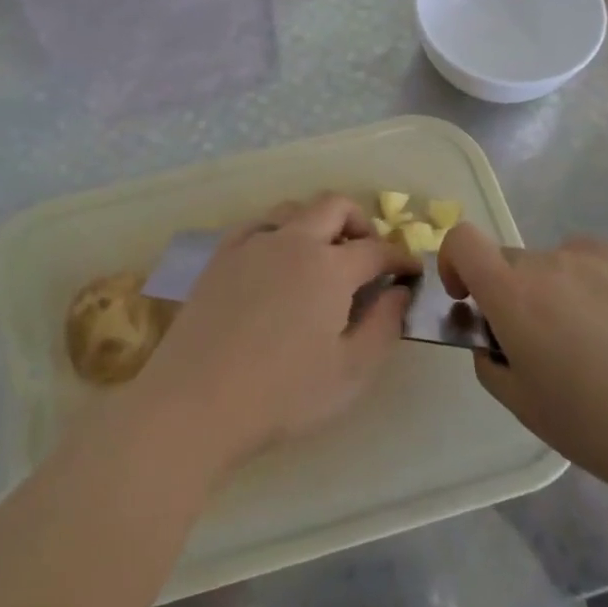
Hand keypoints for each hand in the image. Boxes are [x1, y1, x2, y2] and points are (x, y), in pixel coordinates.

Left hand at [131, 194, 418, 471]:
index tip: (410, 272)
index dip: (400, 257)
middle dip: (361, 224)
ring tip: (323, 255)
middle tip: (368, 255)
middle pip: (335, 206)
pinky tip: (276, 257)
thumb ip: (384, 326)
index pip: (377, 248)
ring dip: (318, 221)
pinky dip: (278, 230)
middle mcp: (293, 241)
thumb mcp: (351, 373)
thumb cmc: (282, 394)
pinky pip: (257, 224)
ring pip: (294, 208)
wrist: (197, 400)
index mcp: (330, 267)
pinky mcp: (221, 255)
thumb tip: (400, 292)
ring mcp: (253, 243)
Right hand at [438, 224, 607, 496]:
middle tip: (542, 342)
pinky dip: (595, 287)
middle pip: (511, 262)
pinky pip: (596, 265)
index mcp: (512, 294)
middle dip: (512, 293)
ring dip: (557, 290)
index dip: (455, 262)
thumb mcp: (522, 405)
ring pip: (556, 264)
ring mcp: (596, 258)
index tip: (469, 298)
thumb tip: (492, 337)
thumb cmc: (595, 424)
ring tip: (594, 340)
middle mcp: (548, 262)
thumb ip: (489, 361)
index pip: (462, 240)